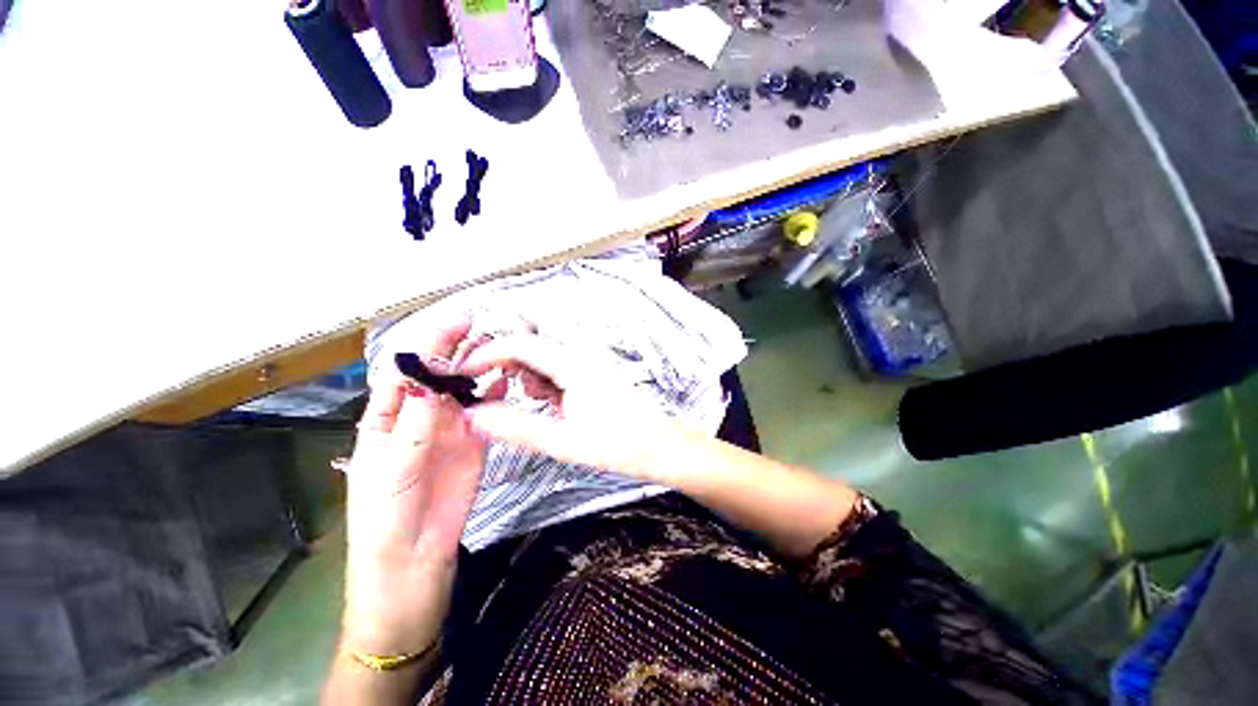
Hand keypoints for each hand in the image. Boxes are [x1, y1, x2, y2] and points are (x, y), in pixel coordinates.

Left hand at [341, 317, 484, 655]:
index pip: (405, 374)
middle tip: (479, 325)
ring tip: (497, 344)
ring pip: (464, 390)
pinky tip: (504, 379)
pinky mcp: (474, 443)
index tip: (451, 325)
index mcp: (387, 421)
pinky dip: (494, 393)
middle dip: (453, 349)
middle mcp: (419, 418)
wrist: (414, 564)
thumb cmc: (386, 520)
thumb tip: (431, 382)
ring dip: (477, 367)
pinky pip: (485, 412)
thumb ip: (414, 428)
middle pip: (437, 376)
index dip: (425, 347)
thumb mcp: (392, 472)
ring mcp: (449, 430)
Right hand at [456, 333, 675, 483]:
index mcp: (574, 364)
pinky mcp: (593, 372)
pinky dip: (547, 382)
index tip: (466, 373)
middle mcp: (582, 354)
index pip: (521, 344)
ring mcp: (589, 361)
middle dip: (511, 365)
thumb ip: (515, 426)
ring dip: (530, 374)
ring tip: (540, 403)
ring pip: (544, 356)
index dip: (488, 354)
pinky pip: (559, 367)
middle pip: (532, 344)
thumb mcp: (562, 440)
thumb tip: (475, 416)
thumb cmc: (619, 443)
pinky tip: (554, 404)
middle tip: (504, 393)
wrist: (658, 446)